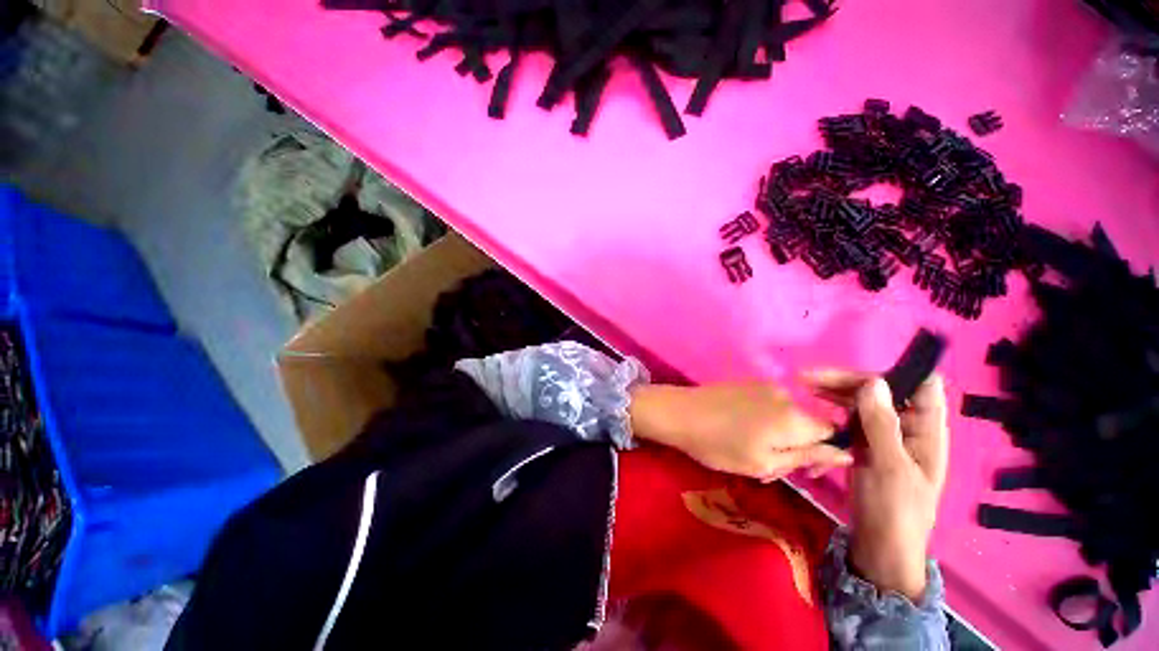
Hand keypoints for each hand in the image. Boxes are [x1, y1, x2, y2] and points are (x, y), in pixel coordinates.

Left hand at [628, 383, 852, 480]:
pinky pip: (770, 406)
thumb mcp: (764, 463)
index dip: (825, 455)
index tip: (805, 472)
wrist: (679, 413)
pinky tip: (742, 433)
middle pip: (810, 426)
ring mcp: (764, 385)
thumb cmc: (719, 444)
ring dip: (779, 438)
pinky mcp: (747, 383)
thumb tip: (846, 452)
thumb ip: (807, 457)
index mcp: (795, 418)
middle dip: (798, 449)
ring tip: (752, 454)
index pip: (834, 434)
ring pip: (788, 417)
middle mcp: (786, 395)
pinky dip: (766, 423)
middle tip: (770, 469)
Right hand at [805, 370, 948, 601]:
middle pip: (882, 391)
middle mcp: (906, 427)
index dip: (896, 373)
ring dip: (834, 394)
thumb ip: (882, 424)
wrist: (880, 546)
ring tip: (804, 388)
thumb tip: (873, 382)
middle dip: (847, 381)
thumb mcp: (889, 467)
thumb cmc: (894, 510)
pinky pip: (848, 420)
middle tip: (809, 378)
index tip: (856, 373)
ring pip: (861, 403)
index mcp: (926, 430)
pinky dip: (830, 414)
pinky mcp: (865, 445)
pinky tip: (812, 414)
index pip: (922, 386)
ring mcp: (884, 436)